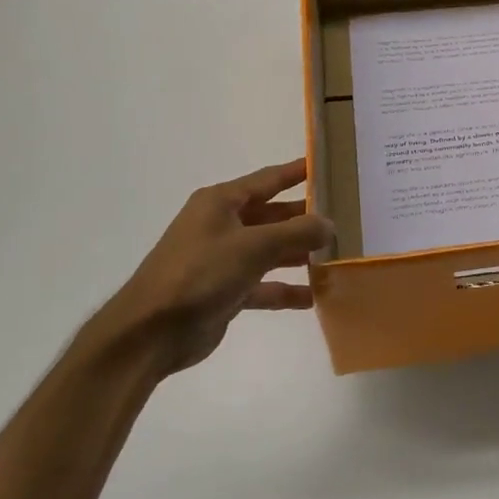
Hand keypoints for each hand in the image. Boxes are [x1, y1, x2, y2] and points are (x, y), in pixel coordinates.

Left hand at [81, 159, 332, 378]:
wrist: (151, 332)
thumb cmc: (200, 274)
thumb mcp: (253, 246)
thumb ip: (296, 232)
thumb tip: (329, 223)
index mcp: (221, 203)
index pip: (268, 179)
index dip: (298, 171)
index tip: (329, 165)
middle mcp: (222, 225)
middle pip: (273, 216)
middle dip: (306, 218)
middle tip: (347, 217)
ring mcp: (223, 259)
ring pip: (270, 251)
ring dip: (299, 255)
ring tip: (337, 256)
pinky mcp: (225, 291)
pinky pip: (264, 285)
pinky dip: (285, 290)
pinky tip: (314, 297)